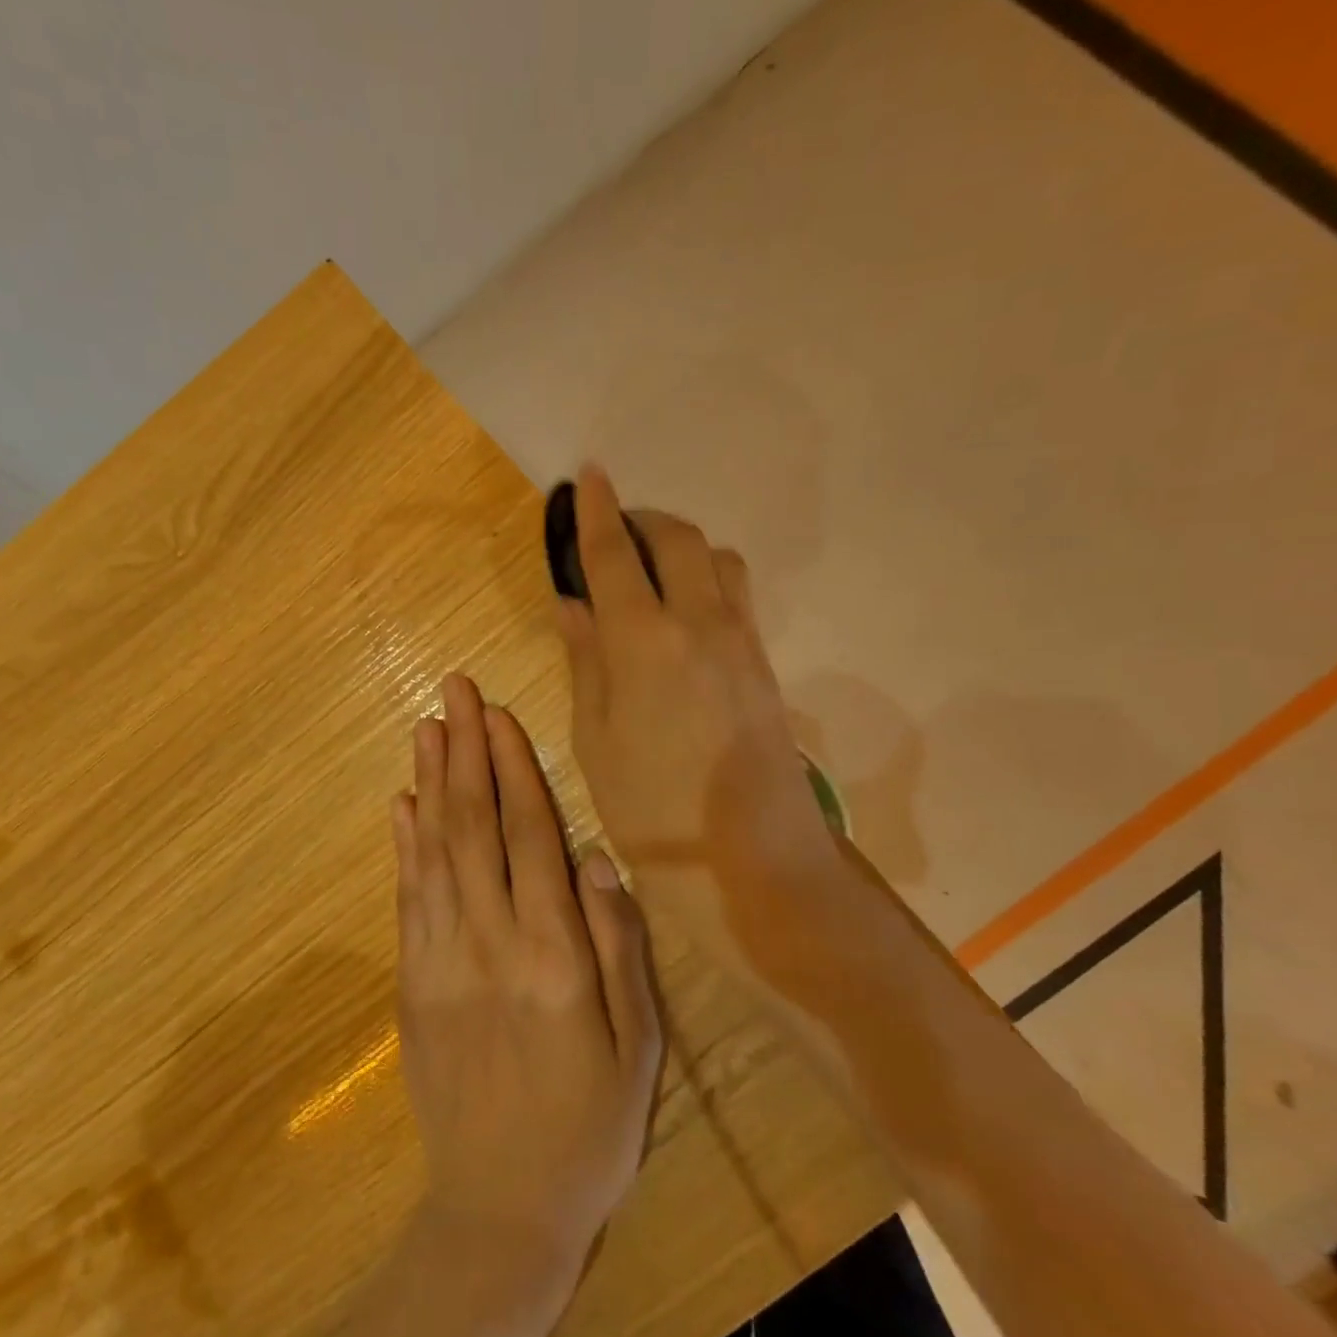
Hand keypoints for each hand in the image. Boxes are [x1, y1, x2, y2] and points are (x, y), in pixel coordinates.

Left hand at [391, 673, 661, 1274]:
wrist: (500, 1206)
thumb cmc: (588, 1126)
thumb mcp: (638, 1045)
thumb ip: (617, 946)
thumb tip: (595, 858)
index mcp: (552, 953)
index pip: (528, 835)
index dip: (512, 767)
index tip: (498, 714)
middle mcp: (489, 941)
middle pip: (472, 825)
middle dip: (464, 750)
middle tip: (453, 690)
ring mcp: (439, 959)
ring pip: (432, 849)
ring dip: (429, 781)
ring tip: (427, 725)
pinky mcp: (411, 980)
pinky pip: (406, 897)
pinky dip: (403, 843)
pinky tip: (402, 802)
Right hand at [554, 466, 866, 988]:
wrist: (751, 860)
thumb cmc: (651, 808)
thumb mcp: (595, 739)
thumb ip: (585, 660)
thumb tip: (572, 604)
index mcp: (644, 642)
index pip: (615, 555)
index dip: (596, 511)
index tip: (586, 475)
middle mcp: (699, 624)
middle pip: (678, 539)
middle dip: (643, 519)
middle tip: (612, 529)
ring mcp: (741, 641)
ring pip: (716, 559)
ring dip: (680, 545)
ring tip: (648, 568)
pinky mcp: (764, 663)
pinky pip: (735, 593)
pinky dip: (704, 577)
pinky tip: (681, 609)